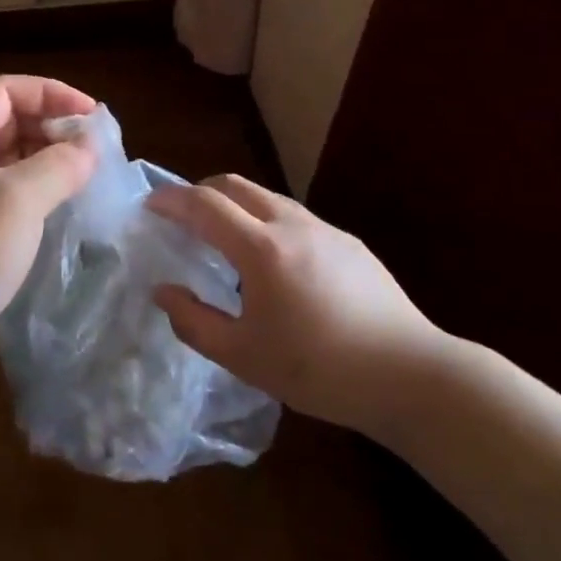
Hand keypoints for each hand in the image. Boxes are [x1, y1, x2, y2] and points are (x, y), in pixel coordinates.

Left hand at [0, 75, 97, 398]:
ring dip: (49, 156)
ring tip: (90, 169)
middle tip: (96, 145)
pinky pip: (10, 187)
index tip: (91, 114)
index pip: (5, 90)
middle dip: (53, 125)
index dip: (50, 93)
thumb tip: (91, 146)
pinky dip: (39, 185)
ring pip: (11, 154)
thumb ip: (60, 164)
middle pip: (9, 119)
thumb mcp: (19, 201)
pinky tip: (68, 198)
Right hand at [146, 175, 454, 440]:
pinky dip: (266, 222)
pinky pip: (294, 218)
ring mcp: (325, 230)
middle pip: (235, 185)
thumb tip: (163, 292)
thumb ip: (194, 322)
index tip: (149, 205)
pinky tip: (274, 264)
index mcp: (261, 248)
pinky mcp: (350, 244)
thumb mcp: (243, 357)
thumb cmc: (319, 369)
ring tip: (224, 239)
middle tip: (182, 216)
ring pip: (267, 198)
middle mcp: (291, 224)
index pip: (204, 204)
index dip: (171, 199)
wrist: (411, 375)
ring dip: (236, 205)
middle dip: (201, 191)